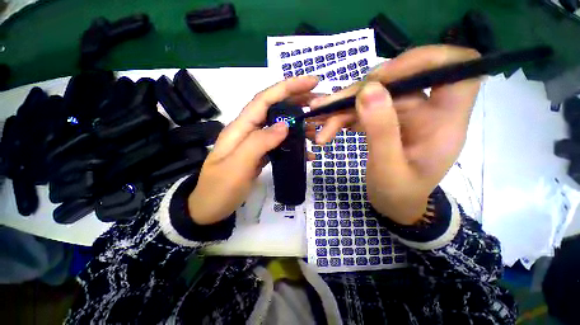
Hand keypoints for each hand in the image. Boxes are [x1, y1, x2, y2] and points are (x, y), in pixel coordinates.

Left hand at [188, 75, 318, 224]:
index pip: (265, 100)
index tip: (312, 81)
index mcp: (240, 128)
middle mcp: (248, 131)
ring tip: (316, 128)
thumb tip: (284, 125)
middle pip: (274, 109)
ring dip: (298, 124)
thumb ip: (259, 143)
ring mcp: (254, 143)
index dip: (287, 88)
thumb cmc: (220, 190)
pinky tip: (306, 151)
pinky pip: (279, 144)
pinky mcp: (260, 154)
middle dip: (297, 101)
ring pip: (279, 126)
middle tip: (319, 102)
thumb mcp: (237, 167)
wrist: (210, 209)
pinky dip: (293, 144)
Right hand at [309, 45, 480, 224]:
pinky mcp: (386, 120)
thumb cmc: (398, 194)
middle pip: (397, 82)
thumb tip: (369, 90)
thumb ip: (381, 131)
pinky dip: (342, 117)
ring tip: (318, 119)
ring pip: (373, 95)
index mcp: (445, 121)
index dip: (425, 59)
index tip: (384, 76)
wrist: (394, 204)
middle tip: (327, 107)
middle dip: (358, 93)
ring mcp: (404, 114)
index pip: (459, 66)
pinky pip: (363, 109)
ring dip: (342, 107)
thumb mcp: (388, 169)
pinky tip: (326, 129)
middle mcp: (427, 110)